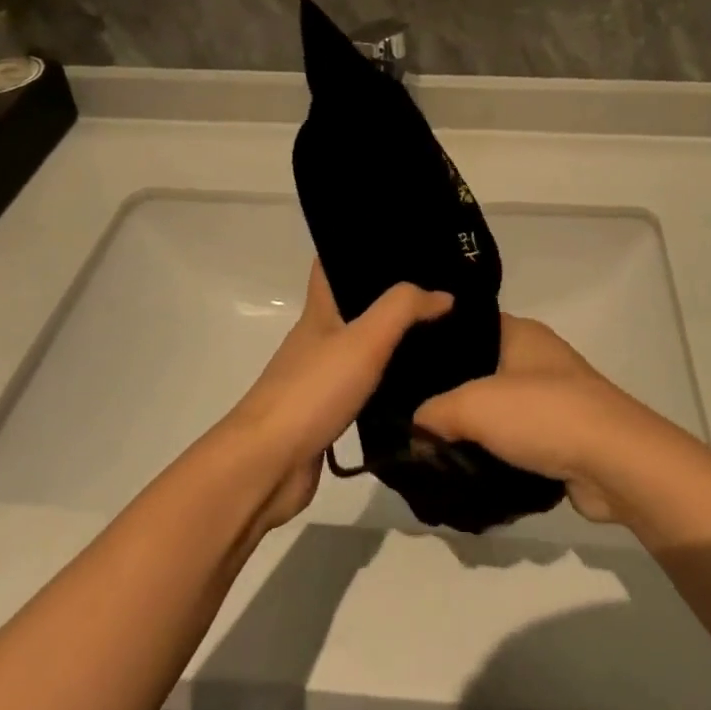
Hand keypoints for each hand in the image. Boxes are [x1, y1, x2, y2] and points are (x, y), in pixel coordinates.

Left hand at [228, 262, 451, 529]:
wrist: (268, 466)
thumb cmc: (312, 391)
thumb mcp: (363, 339)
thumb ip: (402, 309)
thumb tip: (442, 294)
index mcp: (319, 312)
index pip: (331, 264)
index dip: (358, 247)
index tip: (401, 242)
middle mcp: (318, 339)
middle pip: (353, 305)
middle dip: (389, 295)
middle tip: (439, 290)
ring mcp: (321, 378)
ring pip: (362, 348)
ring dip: (393, 340)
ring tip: (441, 333)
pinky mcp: (328, 414)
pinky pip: (365, 388)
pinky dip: (389, 383)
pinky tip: (419, 386)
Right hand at [413, 315, 641, 523]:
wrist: (616, 462)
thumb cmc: (543, 413)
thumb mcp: (473, 406)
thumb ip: (434, 413)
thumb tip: (414, 429)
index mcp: (519, 332)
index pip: (465, 327)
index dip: (433, 344)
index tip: (401, 368)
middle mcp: (537, 357)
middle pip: (480, 370)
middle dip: (449, 395)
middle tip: (411, 416)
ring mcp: (554, 397)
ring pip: (499, 409)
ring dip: (474, 431)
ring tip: (433, 448)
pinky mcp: (564, 436)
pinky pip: (519, 440)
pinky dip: (498, 454)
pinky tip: (469, 470)